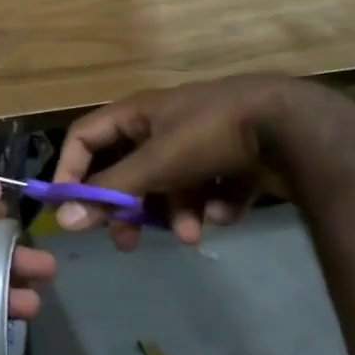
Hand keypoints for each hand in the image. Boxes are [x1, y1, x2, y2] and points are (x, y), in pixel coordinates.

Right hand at [51, 75, 314, 249]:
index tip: (70, 209)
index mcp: (137, 114)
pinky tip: (228, 211)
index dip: (71, 170)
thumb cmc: (210, 134)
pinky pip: (209, 190)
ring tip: (193, 236)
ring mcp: (200, 143)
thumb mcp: (155, 162)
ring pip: (171, 186)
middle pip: (128, 170)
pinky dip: (214, 205)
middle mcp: (163, 125)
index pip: (84, 137)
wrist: (292, 126)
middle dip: (128, 207)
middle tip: (127, 240)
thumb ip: (110, 191)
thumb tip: (62, 219)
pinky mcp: (234, 161)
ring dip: (176, 214)